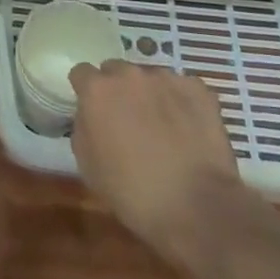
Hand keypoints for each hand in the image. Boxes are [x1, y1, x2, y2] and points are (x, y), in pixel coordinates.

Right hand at [70, 60, 248, 245]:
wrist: (195, 207)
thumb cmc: (132, 192)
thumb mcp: (87, 164)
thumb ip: (84, 128)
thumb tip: (90, 116)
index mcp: (97, 90)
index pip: (82, 73)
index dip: (87, 92)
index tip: (94, 110)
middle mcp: (128, 74)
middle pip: (116, 70)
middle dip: (118, 90)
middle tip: (128, 120)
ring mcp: (165, 78)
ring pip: (150, 78)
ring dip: (150, 95)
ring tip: (163, 127)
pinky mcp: (197, 89)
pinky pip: (182, 88)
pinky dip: (182, 102)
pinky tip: (188, 128)